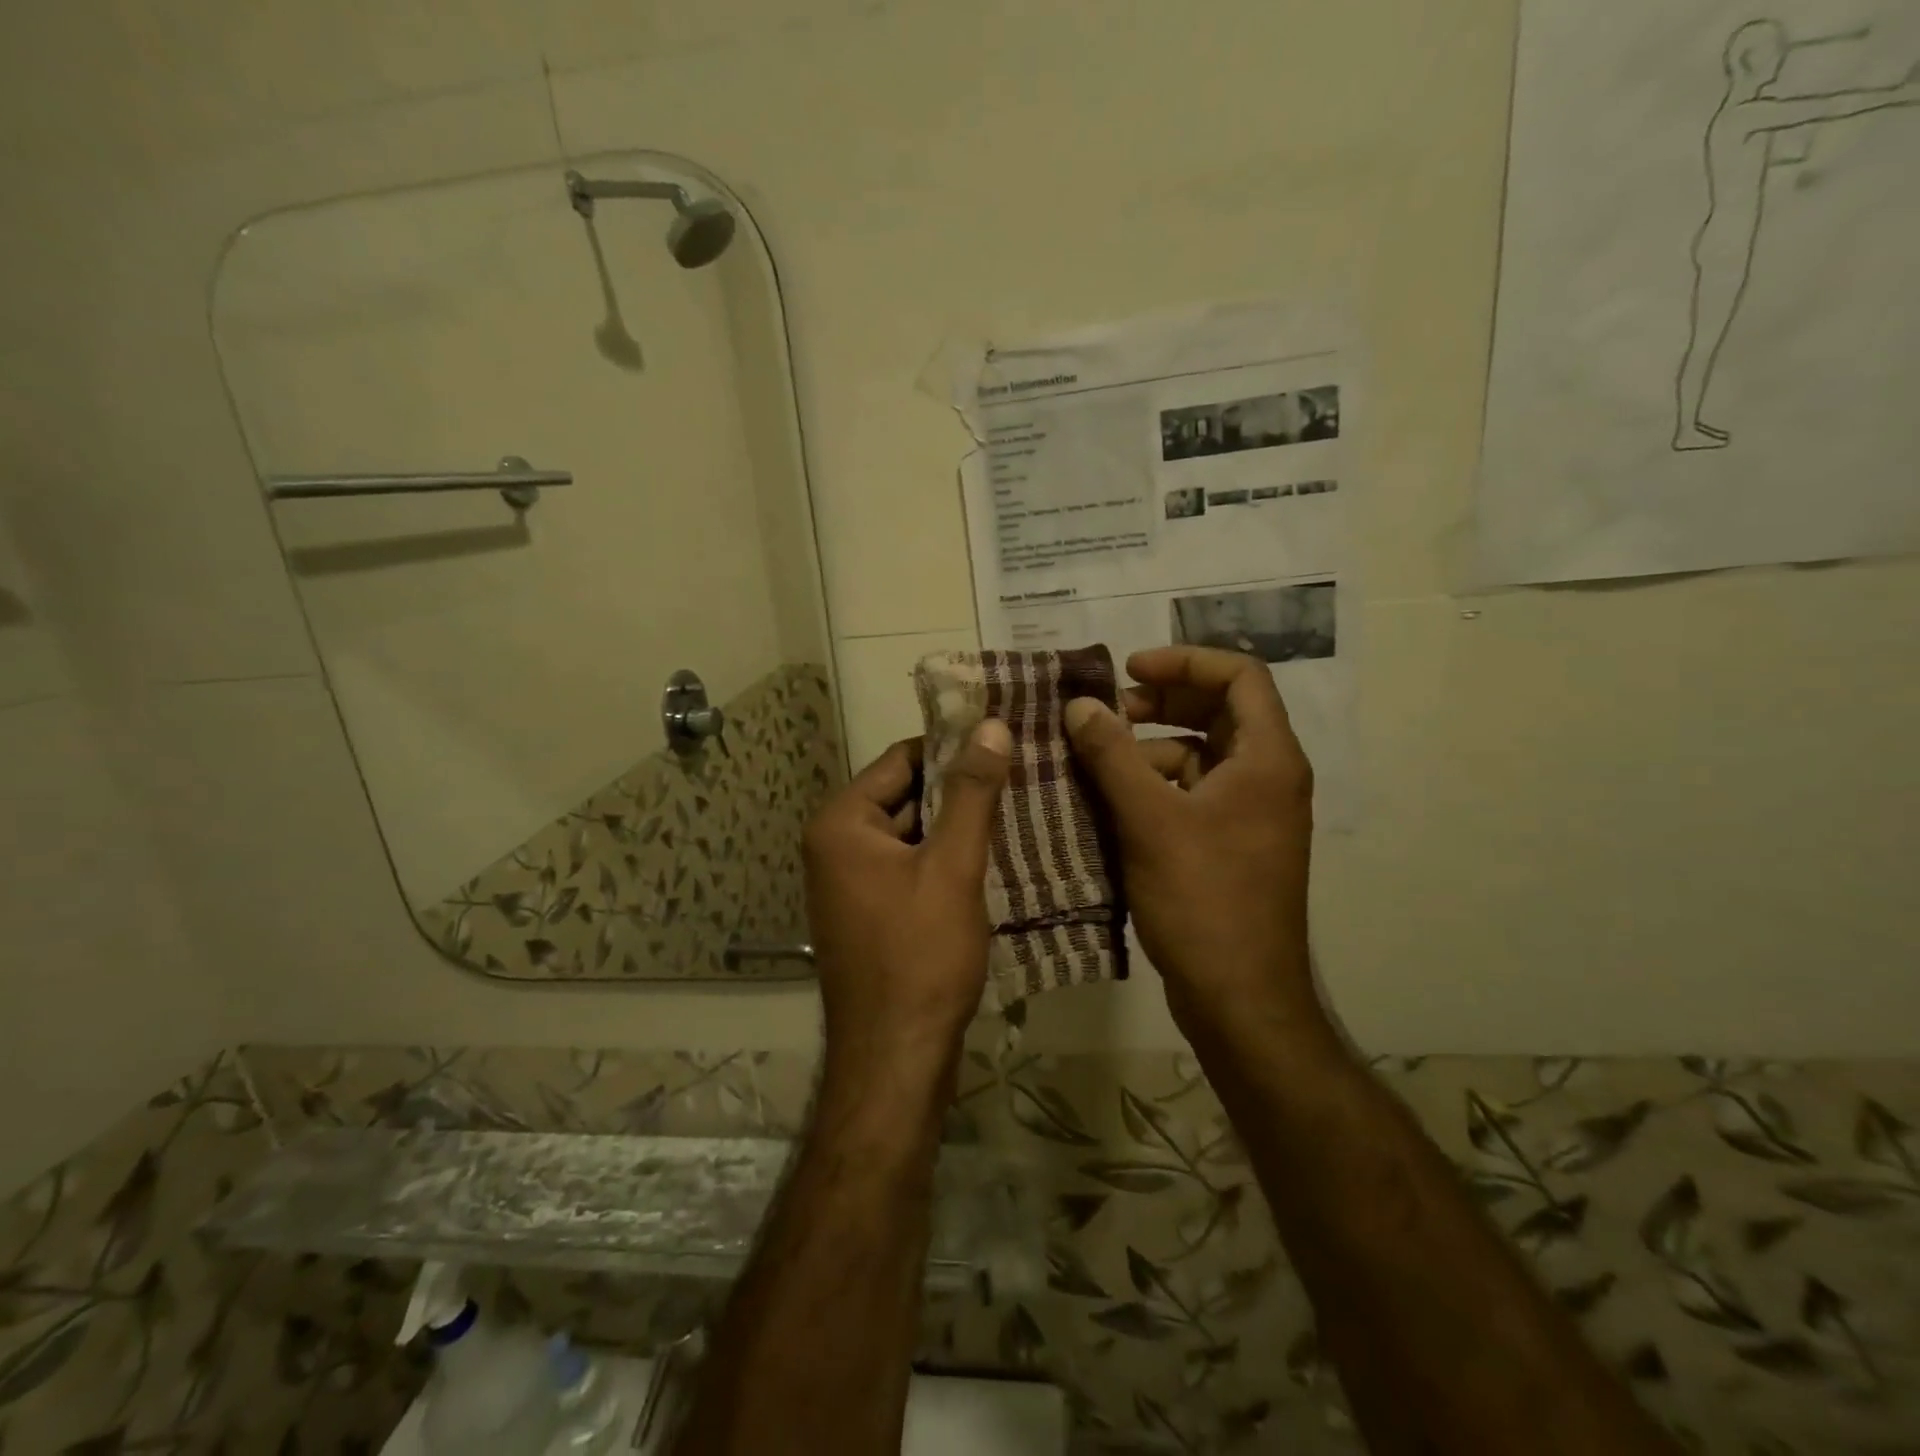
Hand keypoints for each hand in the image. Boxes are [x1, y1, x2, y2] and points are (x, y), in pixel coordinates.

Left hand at [803, 721, 1012, 1093]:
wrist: (895, 1058)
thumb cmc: (921, 955)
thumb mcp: (953, 866)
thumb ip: (972, 793)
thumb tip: (991, 726)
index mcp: (842, 823)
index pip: (901, 759)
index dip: (952, 747)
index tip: (1004, 742)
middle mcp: (835, 845)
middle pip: (905, 795)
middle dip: (960, 789)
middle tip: (1021, 775)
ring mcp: (850, 882)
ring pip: (912, 833)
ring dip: (957, 825)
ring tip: (1019, 809)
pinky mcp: (870, 911)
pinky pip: (910, 866)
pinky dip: (945, 859)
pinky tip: (993, 856)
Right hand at [1063, 647, 1321, 1042]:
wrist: (1239, 997)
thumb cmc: (1203, 899)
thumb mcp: (1150, 819)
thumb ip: (1112, 755)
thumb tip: (1079, 705)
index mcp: (1267, 758)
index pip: (1239, 675)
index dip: (1184, 660)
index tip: (1128, 669)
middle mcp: (1266, 776)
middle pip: (1218, 710)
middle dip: (1160, 702)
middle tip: (1105, 713)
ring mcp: (1249, 812)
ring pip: (1198, 754)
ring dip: (1148, 747)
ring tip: (1094, 760)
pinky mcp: (1229, 843)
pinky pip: (1190, 792)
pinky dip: (1152, 785)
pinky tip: (1108, 800)